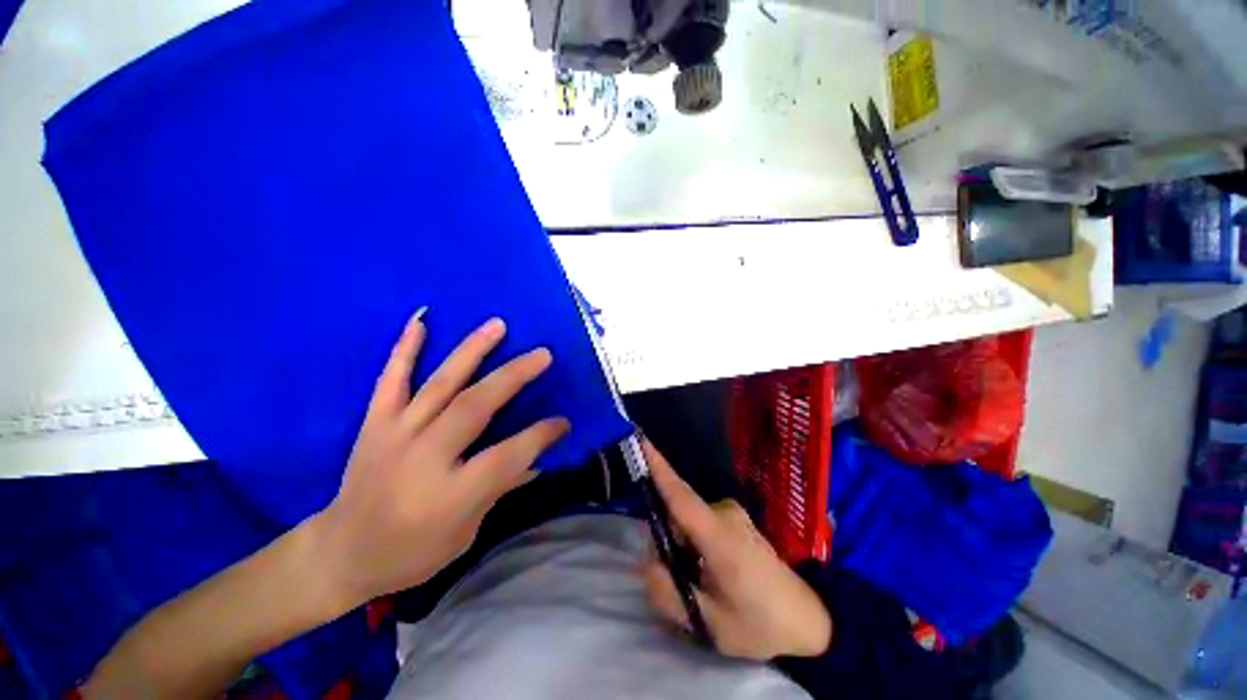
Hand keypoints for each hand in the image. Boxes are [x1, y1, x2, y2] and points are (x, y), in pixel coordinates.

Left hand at [309, 313, 569, 610]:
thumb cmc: (410, 554)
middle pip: (475, 407)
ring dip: (472, 351)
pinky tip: (420, 321)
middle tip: (543, 355)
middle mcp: (423, 457)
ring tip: (498, 325)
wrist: (338, 554)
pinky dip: (405, 349)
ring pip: (440, 384)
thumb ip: (500, 488)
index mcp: (449, 494)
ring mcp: (395, 434)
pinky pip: (390, 380)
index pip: (508, 455)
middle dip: (514, 377)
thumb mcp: (465, 533)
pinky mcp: (374, 424)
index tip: (563, 422)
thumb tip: (537, 458)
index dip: (541, 435)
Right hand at [641, 441, 831, 660]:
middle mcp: (724, 513)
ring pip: (688, 522)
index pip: (680, 496)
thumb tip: (646, 563)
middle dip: (668, 543)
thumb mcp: (710, 623)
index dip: (658, 467)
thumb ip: (669, 593)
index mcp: (719, 536)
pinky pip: (701, 523)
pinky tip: (711, 575)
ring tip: (702, 586)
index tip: (640, 440)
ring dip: (683, 548)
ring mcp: (732, 514)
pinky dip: (695, 545)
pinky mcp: (736, 518)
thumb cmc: (761, 623)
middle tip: (680, 585)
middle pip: (678, 516)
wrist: (809, 619)